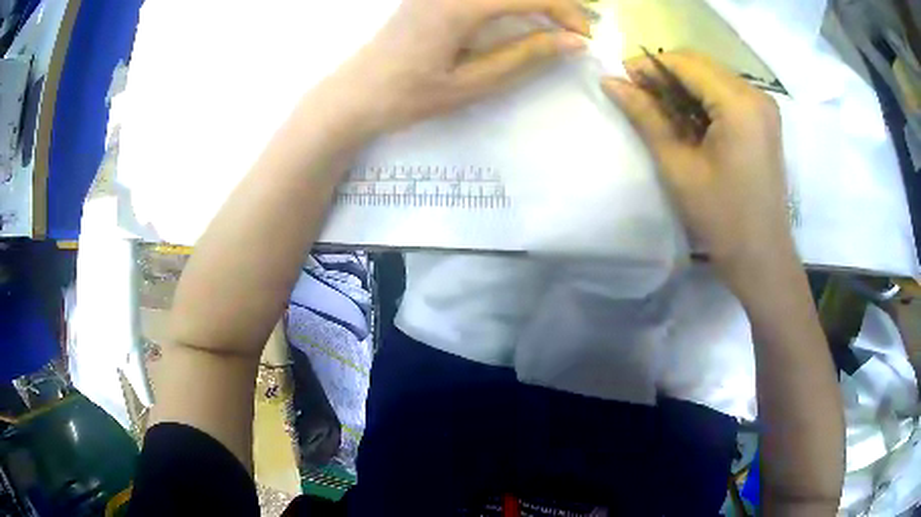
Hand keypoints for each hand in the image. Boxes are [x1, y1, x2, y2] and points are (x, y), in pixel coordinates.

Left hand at [331, 0, 589, 133]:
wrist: (355, 93)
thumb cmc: (409, 96)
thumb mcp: (473, 83)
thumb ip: (526, 56)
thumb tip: (574, 42)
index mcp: (460, 6)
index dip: (567, 12)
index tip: (585, 38)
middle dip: (554, 2)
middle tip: (574, 29)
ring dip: (531, 1)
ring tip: (551, 22)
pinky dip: (508, 1)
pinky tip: (516, 13)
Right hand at [602, 51, 794, 287]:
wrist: (762, 257)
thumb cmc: (721, 219)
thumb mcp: (678, 167)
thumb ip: (646, 117)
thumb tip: (611, 82)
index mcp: (738, 104)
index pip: (685, 63)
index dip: (649, 65)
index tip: (621, 80)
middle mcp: (756, 94)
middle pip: (701, 64)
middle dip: (665, 74)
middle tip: (638, 97)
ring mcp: (764, 107)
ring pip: (713, 76)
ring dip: (683, 87)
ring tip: (660, 112)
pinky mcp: (765, 120)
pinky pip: (727, 93)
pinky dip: (702, 99)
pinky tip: (688, 121)